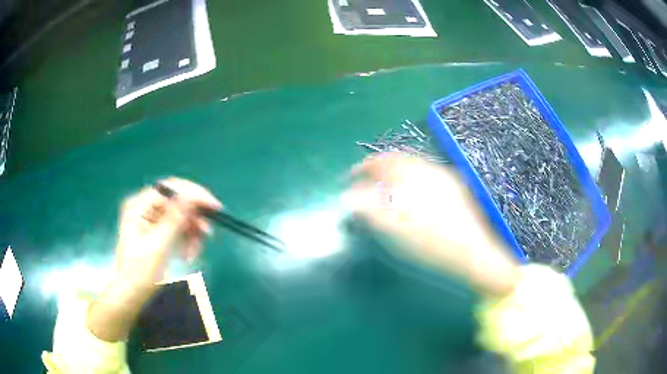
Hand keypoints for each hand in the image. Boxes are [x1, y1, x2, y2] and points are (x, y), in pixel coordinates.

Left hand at [115, 177, 221, 287]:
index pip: (170, 189)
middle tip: (206, 234)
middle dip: (193, 218)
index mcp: (139, 207)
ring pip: (182, 216)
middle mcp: (145, 208)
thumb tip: (191, 196)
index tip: (214, 207)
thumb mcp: (158, 247)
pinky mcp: (159, 231)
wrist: (133, 294)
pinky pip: (180, 228)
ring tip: (193, 252)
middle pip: (178, 201)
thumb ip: (174, 220)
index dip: (193, 194)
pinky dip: (187, 240)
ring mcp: (152, 219)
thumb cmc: (140, 273)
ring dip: (192, 233)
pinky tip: (188, 254)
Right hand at [344, 154, 519, 297]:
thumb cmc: (431, 245)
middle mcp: (431, 170)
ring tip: (385, 188)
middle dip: (379, 168)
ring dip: (395, 173)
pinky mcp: (454, 189)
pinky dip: (411, 179)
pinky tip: (411, 195)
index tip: (351, 176)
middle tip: (366, 182)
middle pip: (399, 160)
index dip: (364, 167)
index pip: (383, 161)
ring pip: (414, 167)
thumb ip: (369, 210)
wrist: (473, 256)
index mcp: (415, 176)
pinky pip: (426, 175)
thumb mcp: (395, 230)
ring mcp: (445, 178)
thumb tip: (348, 197)